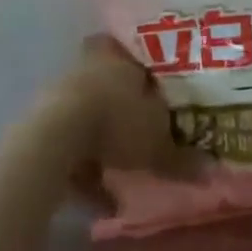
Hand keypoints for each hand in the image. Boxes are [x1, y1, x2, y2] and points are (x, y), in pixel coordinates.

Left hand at [29, 36, 203, 209]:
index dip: (143, 69)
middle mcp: (88, 68)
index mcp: (117, 57)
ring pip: (88, 115)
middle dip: (122, 108)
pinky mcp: (42, 123)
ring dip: (101, 141)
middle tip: (141, 130)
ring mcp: (62, 94)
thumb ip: (182, 158)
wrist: (59, 137)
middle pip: (107, 84)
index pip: (131, 52)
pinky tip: (99, 198)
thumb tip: (209, 171)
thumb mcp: (158, 144)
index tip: (154, 87)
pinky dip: (84, 169)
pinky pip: (70, 145)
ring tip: (122, 175)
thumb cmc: (118, 121)